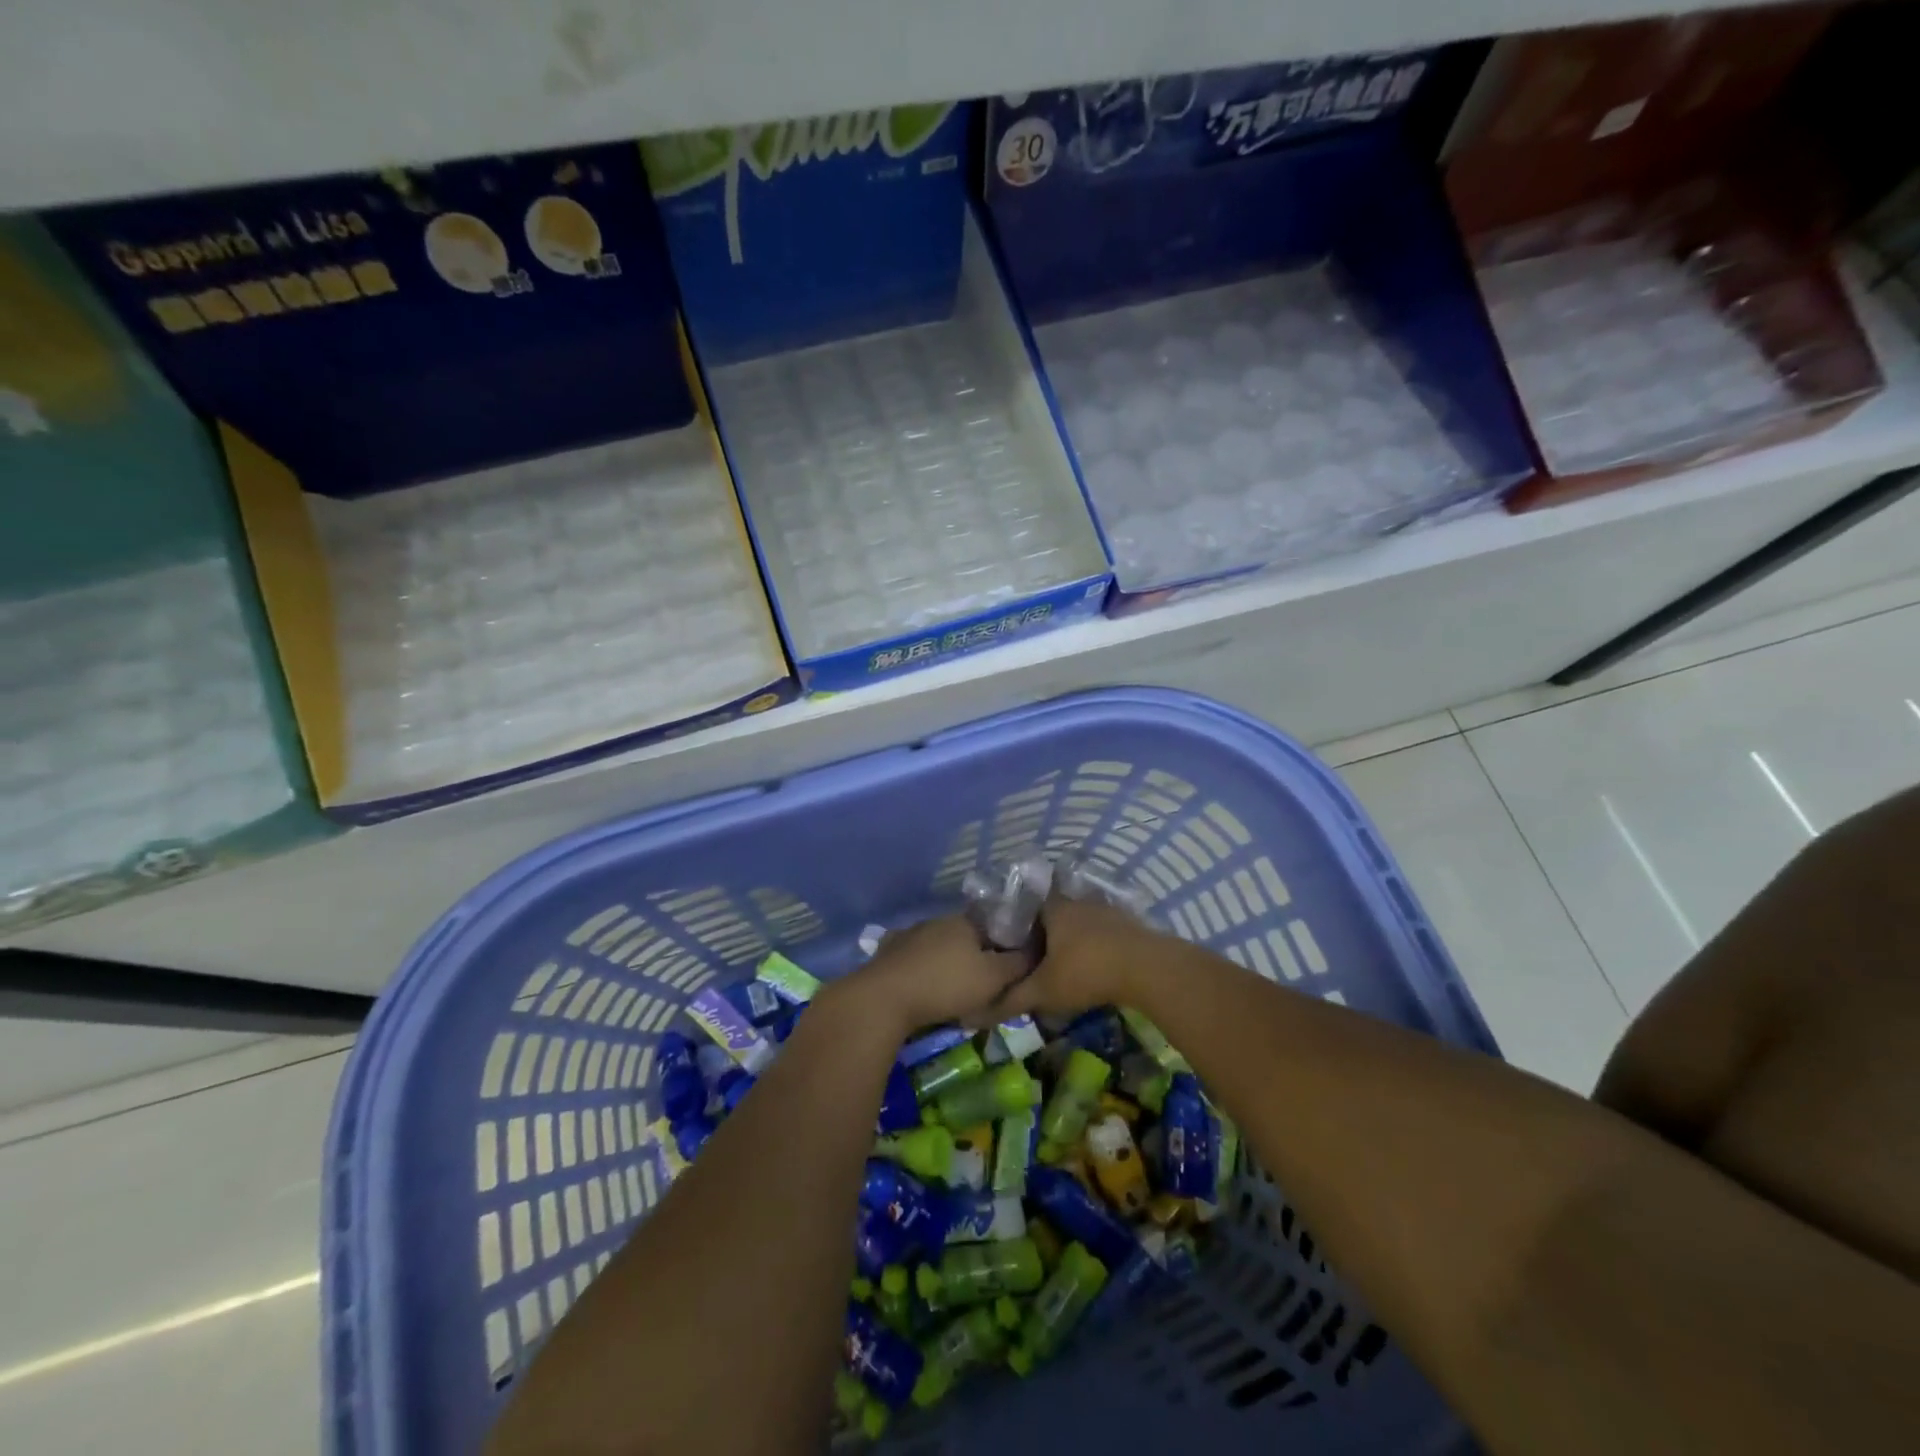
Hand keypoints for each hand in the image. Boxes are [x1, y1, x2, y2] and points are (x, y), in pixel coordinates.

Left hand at [837, 916, 1028, 1038]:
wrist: (884, 998)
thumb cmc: (946, 985)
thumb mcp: (993, 978)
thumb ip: (1018, 963)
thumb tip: (1036, 950)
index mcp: (965, 921)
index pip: (995, 926)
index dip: (1006, 947)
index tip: (1010, 970)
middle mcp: (937, 921)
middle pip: (966, 937)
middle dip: (976, 958)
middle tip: (983, 987)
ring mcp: (909, 934)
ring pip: (939, 948)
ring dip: (948, 965)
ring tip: (954, 993)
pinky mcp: (888, 953)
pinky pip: (914, 960)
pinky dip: (923, 972)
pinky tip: (924, 989)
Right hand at [992, 897, 1172, 1019]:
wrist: (1147, 968)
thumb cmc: (1086, 972)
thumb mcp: (1044, 991)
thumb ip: (1012, 998)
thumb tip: (978, 1010)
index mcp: (1053, 908)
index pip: (1027, 908)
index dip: (1018, 927)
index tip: (1012, 947)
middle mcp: (1077, 901)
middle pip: (1054, 914)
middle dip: (1046, 934)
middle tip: (1037, 960)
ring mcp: (1106, 909)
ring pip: (1080, 922)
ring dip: (1073, 940)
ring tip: (1066, 965)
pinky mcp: (1129, 922)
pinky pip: (1103, 931)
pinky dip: (1096, 945)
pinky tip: (1096, 965)